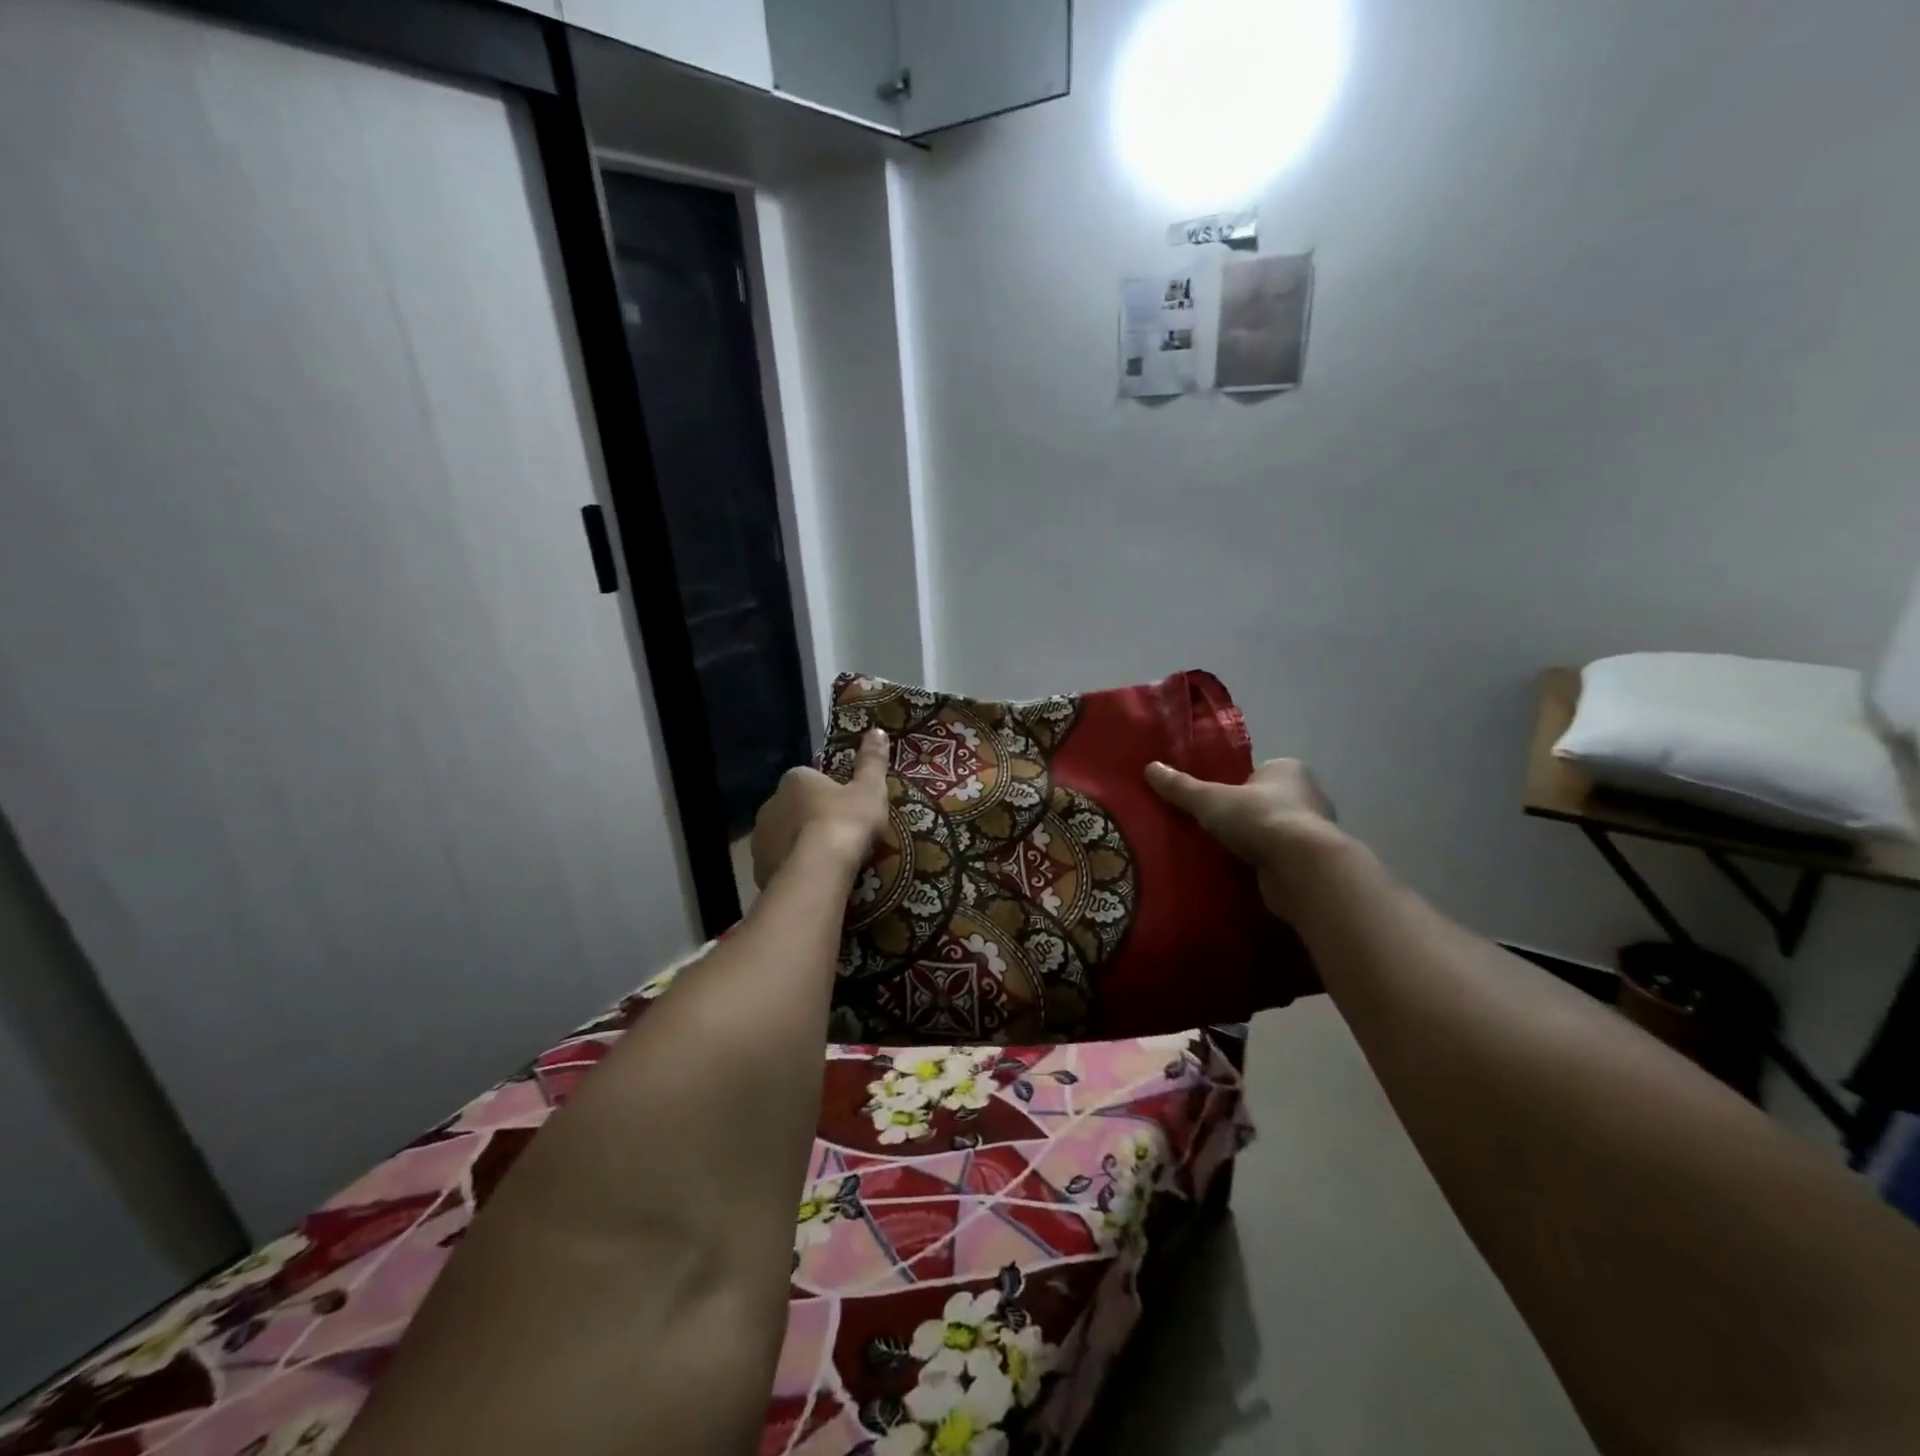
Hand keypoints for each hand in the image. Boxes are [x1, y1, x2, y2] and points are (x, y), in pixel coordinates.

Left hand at [751, 729, 890, 888]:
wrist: (819, 870)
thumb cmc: (846, 822)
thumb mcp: (870, 789)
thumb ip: (872, 761)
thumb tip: (878, 731)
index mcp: (795, 779)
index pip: (810, 779)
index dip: (829, 793)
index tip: (847, 809)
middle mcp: (770, 803)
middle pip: (794, 808)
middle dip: (810, 818)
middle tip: (840, 836)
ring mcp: (761, 837)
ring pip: (784, 836)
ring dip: (800, 844)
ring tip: (828, 861)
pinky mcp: (758, 867)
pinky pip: (779, 863)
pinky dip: (793, 868)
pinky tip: (813, 877)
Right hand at [1145, 757, 1345, 918]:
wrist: (1301, 868)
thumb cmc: (1258, 818)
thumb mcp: (1210, 800)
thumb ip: (1181, 787)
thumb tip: (1149, 768)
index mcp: (1289, 770)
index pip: (1258, 772)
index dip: (1235, 784)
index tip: (1212, 801)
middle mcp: (1308, 796)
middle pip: (1266, 802)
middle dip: (1242, 815)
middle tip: (1209, 827)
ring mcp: (1313, 832)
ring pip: (1273, 833)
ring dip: (1253, 843)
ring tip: (1218, 853)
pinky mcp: (1311, 864)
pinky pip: (1279, 860)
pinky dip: (1262, 866)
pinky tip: (1238, 874)